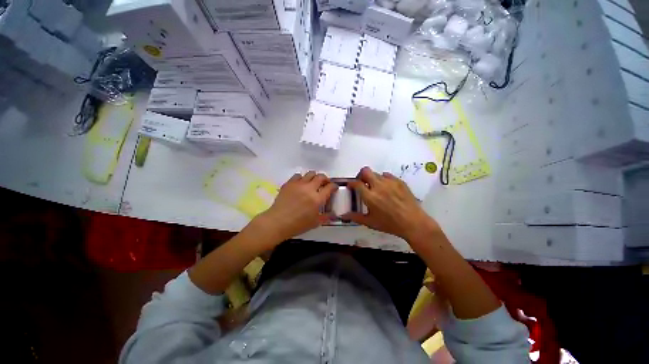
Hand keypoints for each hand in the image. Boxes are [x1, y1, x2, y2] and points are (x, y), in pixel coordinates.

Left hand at [254, 171, 337, 242]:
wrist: (277, 222)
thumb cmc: (297, 225)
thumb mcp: (315, 223)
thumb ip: (326, 217)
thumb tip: (334, 214)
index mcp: (317, 199)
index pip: (330, 187)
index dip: (334, 186)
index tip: (334, 187)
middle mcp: (309, 188)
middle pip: (321, 177)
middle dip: (325, 179)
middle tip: (325, 184)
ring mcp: (298, 184)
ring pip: (310, 173)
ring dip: (314, 177)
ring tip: (313, 183)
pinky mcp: (289, 183)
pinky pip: (298, 175)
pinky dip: (302, 178)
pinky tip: (301, 184)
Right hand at [344, 167, 439, 240]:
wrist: (413, 223)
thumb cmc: (389, 224)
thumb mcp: (370, 222)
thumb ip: (355, 217)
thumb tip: (343, 216)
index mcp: (370, 196)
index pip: (356, 183)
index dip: (351, 183)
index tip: (351, 186)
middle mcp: (379, 186)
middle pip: (365, 171)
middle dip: (361, 175)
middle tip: (362, 183)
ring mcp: (390, 182)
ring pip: (376, 173)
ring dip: (372, 178)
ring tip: (375, 187)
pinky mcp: (399, 181)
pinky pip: (387, 175)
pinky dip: (383, 179)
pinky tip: (386, 188)